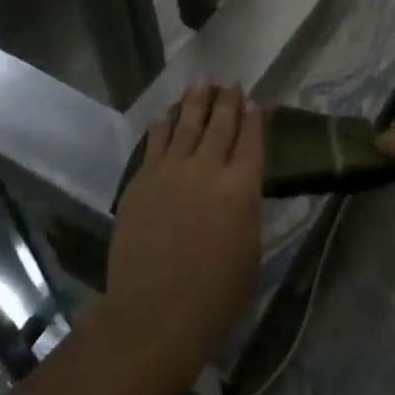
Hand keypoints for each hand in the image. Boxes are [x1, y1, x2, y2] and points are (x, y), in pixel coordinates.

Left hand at [105, 82, 263, 380]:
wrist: (154, 314)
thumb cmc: (214, 297)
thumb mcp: (249, 253)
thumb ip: (246, 211)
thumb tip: (240, 187)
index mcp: (241, 189)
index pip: (251, 142)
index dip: (253, 119)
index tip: (253, 101)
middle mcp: (208, 170)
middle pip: (219, 124)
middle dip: (227, 100)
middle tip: (229, 83)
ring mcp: (170, 172)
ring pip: (185, 124)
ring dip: (194, 100)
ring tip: (201, 81)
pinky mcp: (141, 181)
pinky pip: (155, 142)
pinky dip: (163, 123)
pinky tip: (166, 112)